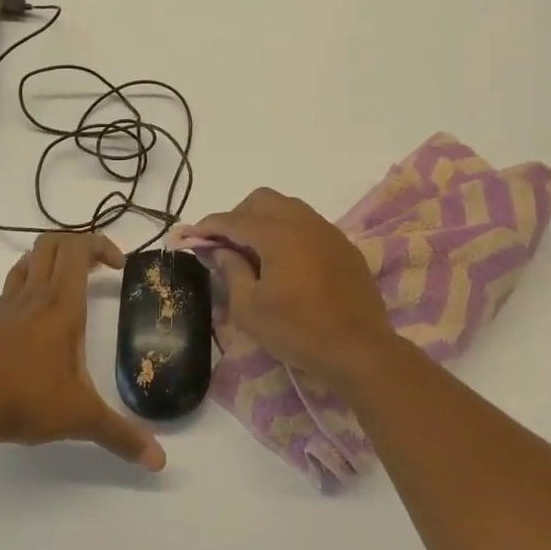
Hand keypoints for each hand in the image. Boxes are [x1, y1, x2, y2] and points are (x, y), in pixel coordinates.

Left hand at [0, 233, 165, 471]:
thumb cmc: (25, 401)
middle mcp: (34, 295)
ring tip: (69, 285)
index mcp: (61, 305)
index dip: (102, 245)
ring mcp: (5, 305)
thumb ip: (120, 436)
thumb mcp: (80, 418)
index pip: (79, 249)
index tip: (118, 266)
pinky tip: (36, 321)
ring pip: (29, 260)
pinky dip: (30, 286)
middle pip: (52, 243)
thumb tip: (159, 461)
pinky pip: (12, 287)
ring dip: (51, 260)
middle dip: (79, 245)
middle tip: (98, 269)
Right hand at [181, 188, 398, 388]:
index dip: (208, 226)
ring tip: (254, 252)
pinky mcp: (344, 246)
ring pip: (288, 207)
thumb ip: (231, 271)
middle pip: (261, 200)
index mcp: (277, 234)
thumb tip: (219, 250)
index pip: (233, 219)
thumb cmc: (298, 331)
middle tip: (225, 245)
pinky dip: (289, 232)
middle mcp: (303, 222)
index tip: (190, 236)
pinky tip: (286, 262)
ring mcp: (328, 231)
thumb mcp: (250, 309)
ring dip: (265, 221)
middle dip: (238, 216)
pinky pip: (308, 224)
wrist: (359, 349)